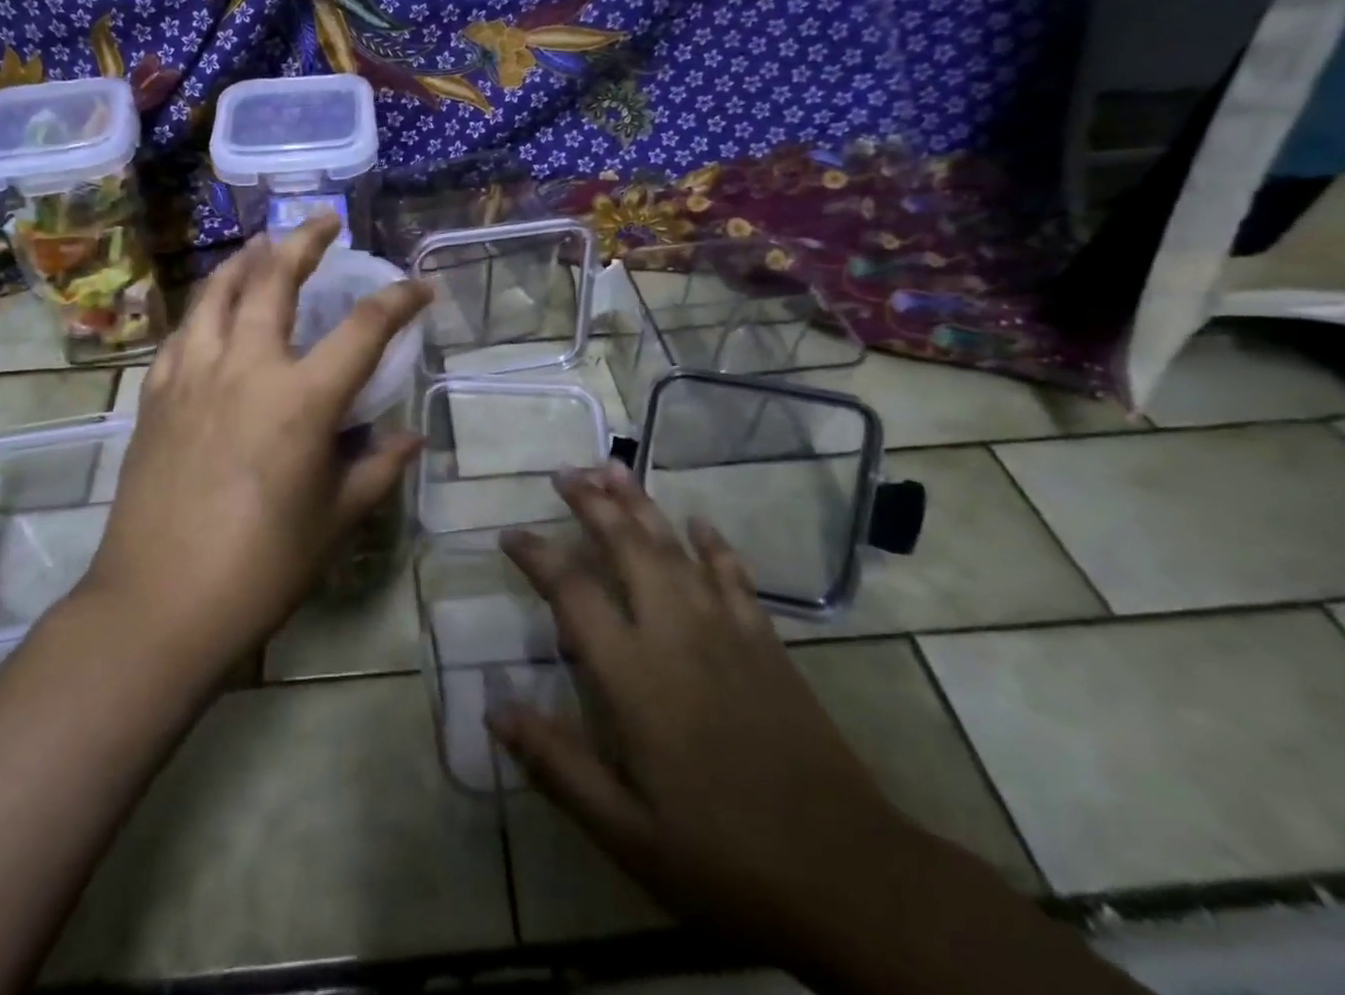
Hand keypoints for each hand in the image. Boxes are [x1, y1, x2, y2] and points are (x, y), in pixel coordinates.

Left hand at [81, 215, 430, 673]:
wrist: (158, 605)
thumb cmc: (261, 567)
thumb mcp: (334, 520)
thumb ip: (377, 469)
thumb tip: (410, 438)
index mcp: (301, 399)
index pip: (364, 328)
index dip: (399, 300)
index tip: (420, 287)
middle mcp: (247, 369)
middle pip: (275, 280)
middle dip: (304, 241)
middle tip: (324, 222)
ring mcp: (193, 376)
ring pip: (217, 293)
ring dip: (245, 260)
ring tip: (262, 245)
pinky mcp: (156, 396)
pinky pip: (183, 333)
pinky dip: (205, 309)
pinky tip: (212, 312)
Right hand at [489, 464, 914, 955]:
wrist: (850, 876)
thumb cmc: (724, 858)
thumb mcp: (626, 833)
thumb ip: (557, 764)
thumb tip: (494, 710)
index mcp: (633, 674)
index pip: (572, 592)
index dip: (537, 556)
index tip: (510, 533)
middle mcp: (675, 632)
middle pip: (626, 546)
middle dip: (592, 503)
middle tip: (565, 472)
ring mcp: (726, 630)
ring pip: (675, 546)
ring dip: (641, 504)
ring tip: (614, 469)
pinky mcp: (767, 642)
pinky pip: (733, 575)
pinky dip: (713, 544)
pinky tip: (699, 522)